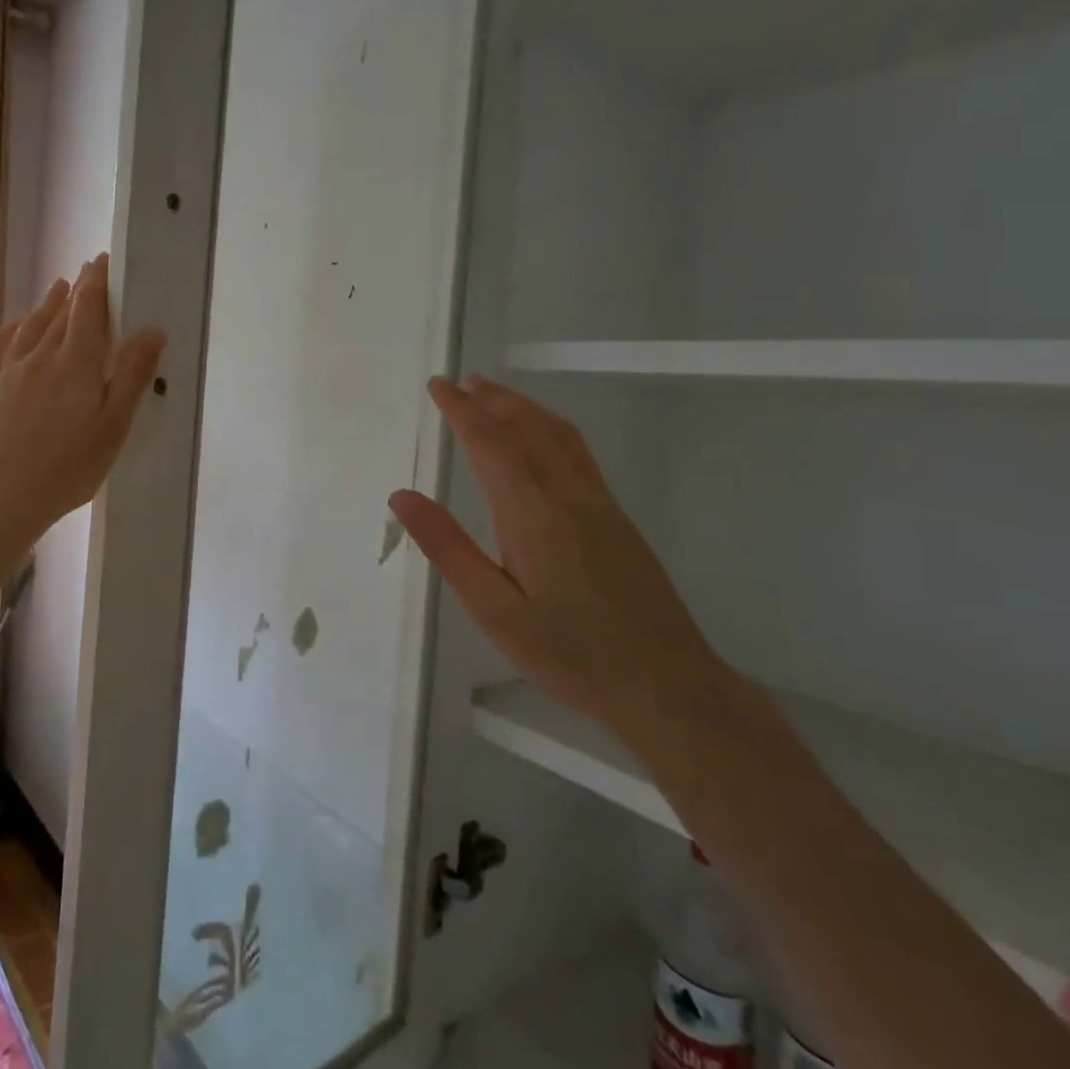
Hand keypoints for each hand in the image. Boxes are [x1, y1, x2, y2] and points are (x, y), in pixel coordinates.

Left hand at [0, 254, 164, 581]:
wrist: (1, 497)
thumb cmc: (68, 467)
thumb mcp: (113, 426)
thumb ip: (131, 375)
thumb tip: (152, 330)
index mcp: (75, 363)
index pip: (87, 309)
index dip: (97, 282)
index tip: (103, 261)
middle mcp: (39, 356)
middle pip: (60, 313)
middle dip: (77, 290)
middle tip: (88, 272)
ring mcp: (6, 371)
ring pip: (29, 325)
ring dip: (46, 304)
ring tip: (58, 289)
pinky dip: (11, 329)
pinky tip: (15, 328)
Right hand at [389, 376, 730, 747]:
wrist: (667, 687)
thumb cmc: (569, 653)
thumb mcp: (492, 609)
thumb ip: (447, 547)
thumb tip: (402, 495)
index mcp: (532, 513)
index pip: (490, 442)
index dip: (462, 410)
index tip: (438, 386)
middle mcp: (569, 495)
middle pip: (528, 427)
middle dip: (493, 399)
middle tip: (461, 381)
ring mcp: (600, 504)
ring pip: (559, 435)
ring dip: (523, 407)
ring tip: (495, 395)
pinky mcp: (617, 519)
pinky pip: (577, 452)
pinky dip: (549, 427)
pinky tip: (542, 438)